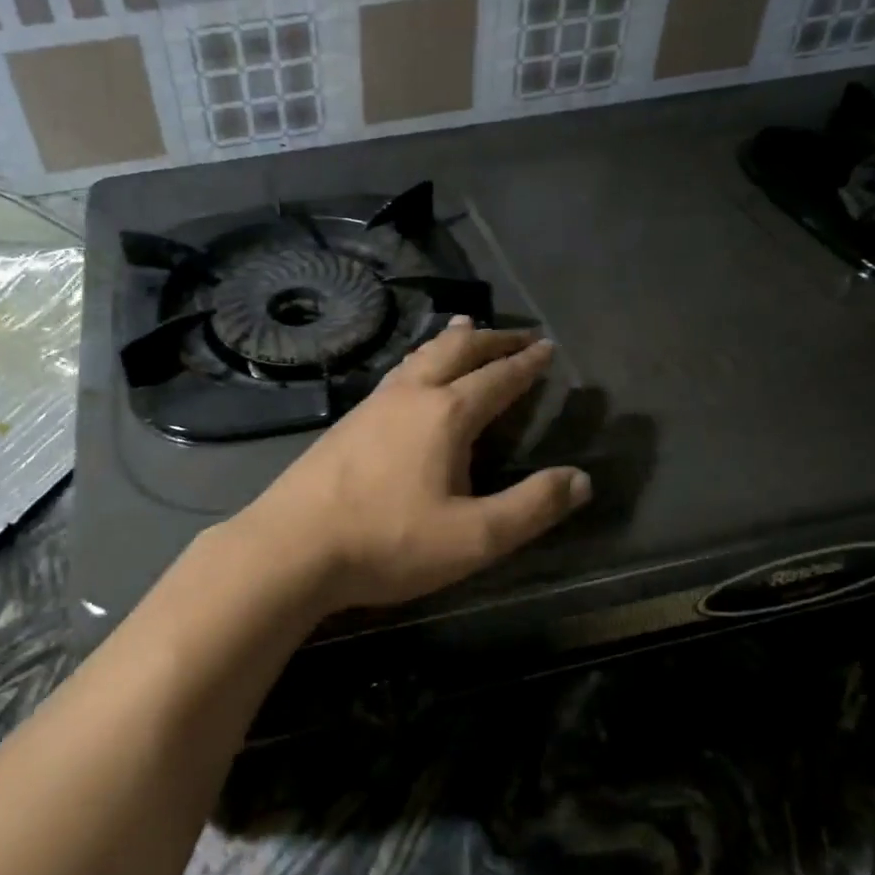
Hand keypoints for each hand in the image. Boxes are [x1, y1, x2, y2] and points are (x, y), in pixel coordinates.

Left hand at [230, 316, 591, 613]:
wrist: (293, 546)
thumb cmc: (389, 542)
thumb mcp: (474, 538)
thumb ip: (532, 507)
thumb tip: (581, 478)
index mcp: (446, 414)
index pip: (498, 378)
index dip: (526, 363)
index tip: (547, 347)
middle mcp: (410, 395)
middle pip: (456, 351)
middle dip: (491, 339)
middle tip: (517, 334)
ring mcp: (372, 404)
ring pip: (419, 356)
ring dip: (451, 342)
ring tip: (466, 329)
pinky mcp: (347, 421)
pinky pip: (396, 374)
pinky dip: (419, 361)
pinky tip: (412, 376)